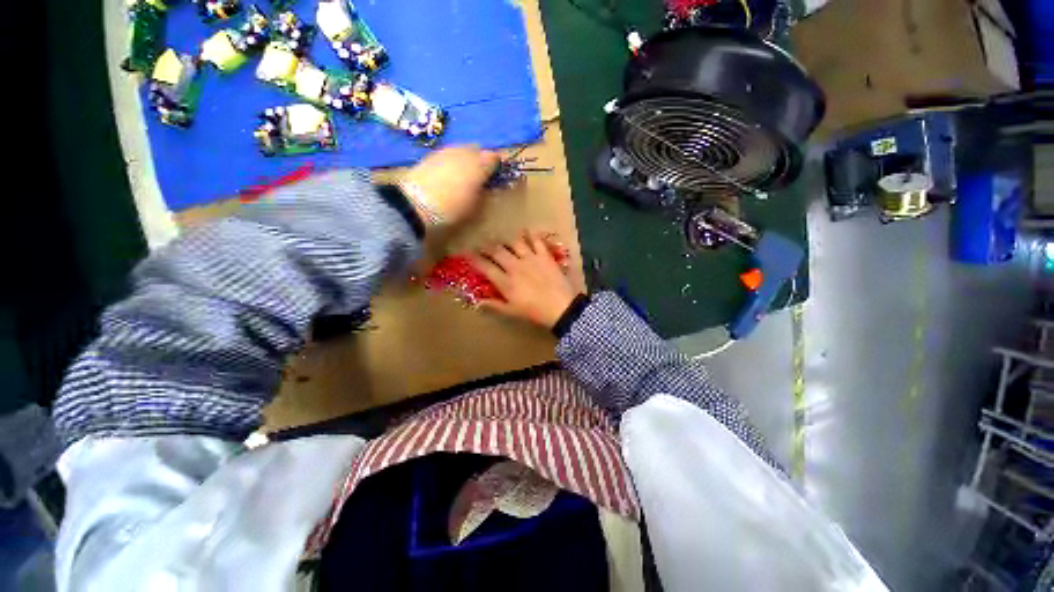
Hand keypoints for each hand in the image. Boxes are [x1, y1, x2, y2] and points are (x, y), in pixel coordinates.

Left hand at [401, 146, 500, 227]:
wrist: (416, 202)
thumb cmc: (452, 208)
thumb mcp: (475, 205)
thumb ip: (484, 193)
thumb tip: (488, 186)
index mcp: (479, 164)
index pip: (494, 158)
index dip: (498, 164)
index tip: (498, 174)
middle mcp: (464, 152)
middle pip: (478, 150)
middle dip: (482, 159)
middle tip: (482, 173)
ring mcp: (447, 151)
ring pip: (462, 149)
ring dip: (467, 158)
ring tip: (466, 172)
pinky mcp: (432, 154)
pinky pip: (449, 153)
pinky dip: (453, 160)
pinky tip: (450, 172)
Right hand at [471, 231, 580, 328]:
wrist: (561, 306)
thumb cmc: (534, 312)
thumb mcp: (512, 311)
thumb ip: (494, 305)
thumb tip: (477, 302)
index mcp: (505, 281)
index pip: (485, 267)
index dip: (474, 259)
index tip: (467, 254)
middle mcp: (515, 266)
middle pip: (497, 251)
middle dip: (487, 246)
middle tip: (482, 245)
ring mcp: (530, 258)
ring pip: (514, 243)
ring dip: (506, 240)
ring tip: (502, 240)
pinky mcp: (544, 255)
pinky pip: (536, 240)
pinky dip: (531, 234)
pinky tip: (527, 231)